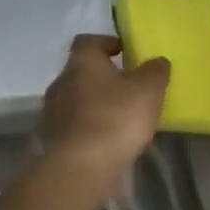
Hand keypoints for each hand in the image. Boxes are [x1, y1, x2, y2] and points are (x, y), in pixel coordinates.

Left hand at [39, 34, 170, 183]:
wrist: (81, 168)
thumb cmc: (115, 118)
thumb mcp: (148, 90)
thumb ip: (155, 71)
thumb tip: (157, 61)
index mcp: (81, 62)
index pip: (89, 41)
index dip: (108, 43)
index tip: (127, 53)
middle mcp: (61, 81)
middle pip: (83, 72)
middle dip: (105, 78)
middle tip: (130, 88)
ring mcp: (53, 112)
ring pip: (79, 100)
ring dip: (98, 105)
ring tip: (124, 119)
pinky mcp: (53, 140)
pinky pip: (76, 126)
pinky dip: (91, 129)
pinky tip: (110, 142)